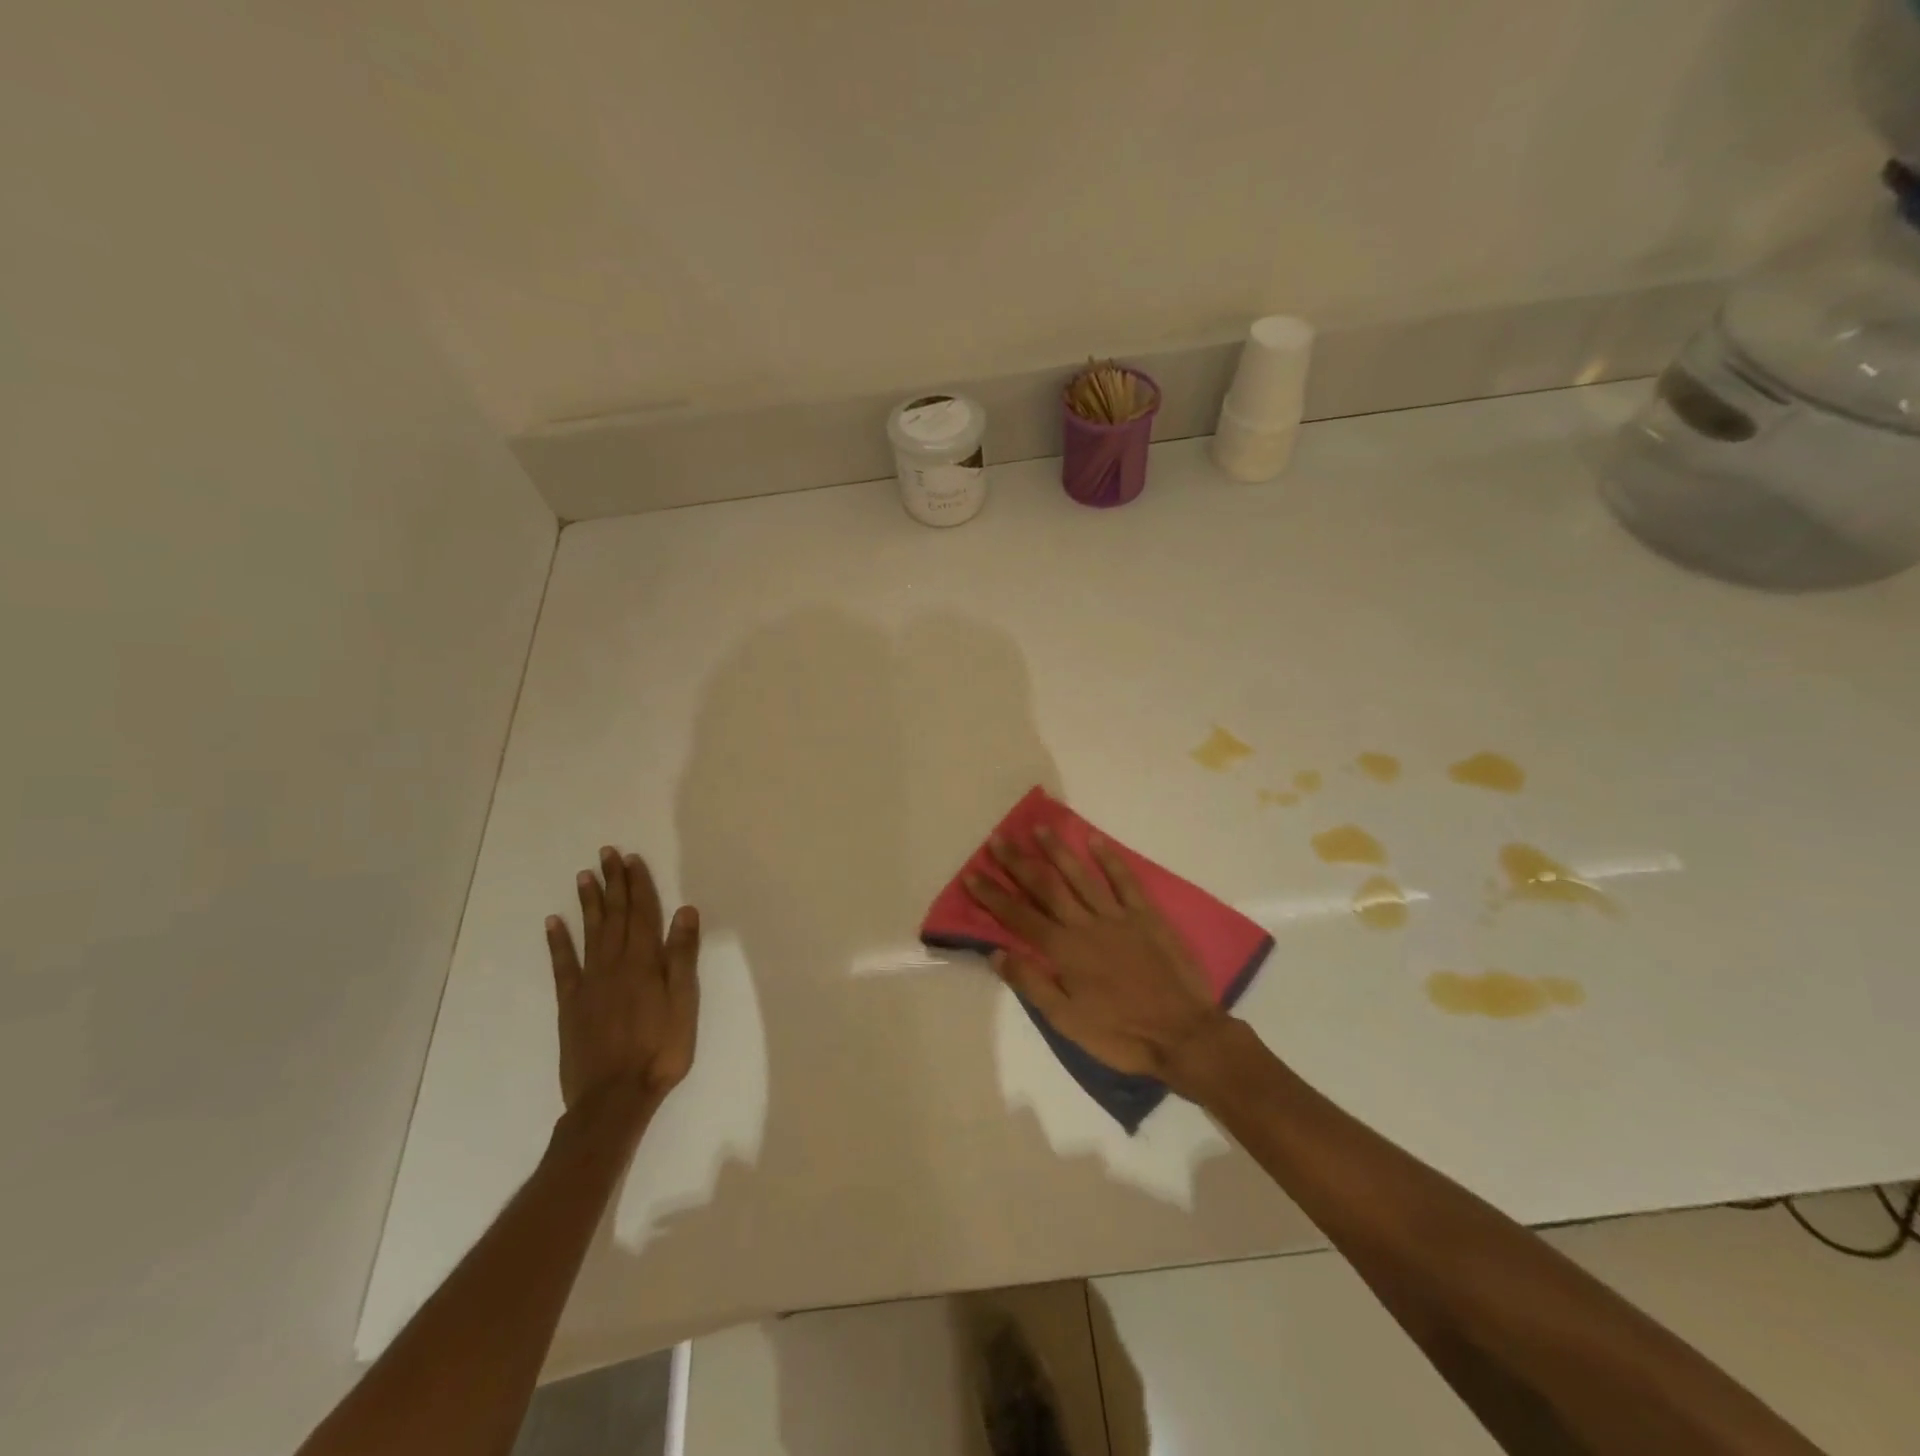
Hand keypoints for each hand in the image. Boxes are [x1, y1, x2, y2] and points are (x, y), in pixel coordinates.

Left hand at [545, 847, 700, 1110]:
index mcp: (644, 963)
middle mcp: (615, 964)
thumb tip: (684, 911)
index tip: (631, 858)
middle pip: (615, 916)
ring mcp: (589, 983)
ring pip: (589, 933)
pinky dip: (558, 942)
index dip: (638, 885)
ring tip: (584, 875)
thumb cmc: (660, 1050)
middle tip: (607, 854)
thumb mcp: (684, 1003)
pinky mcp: (571, 1004)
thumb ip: (681, 957)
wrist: (614, 1097)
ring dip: (588, 903)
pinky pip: (563, 965)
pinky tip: (553, 922)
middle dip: (613, 883)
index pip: (642, 914)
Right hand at [963, 828, 1226, 1080]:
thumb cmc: (1120, 1034)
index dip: (993, 896)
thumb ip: (1031, 982)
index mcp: (1063, 951)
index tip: (972, 874)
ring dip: (1058, 850)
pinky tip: (1095, 839)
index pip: (1019, 916)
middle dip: (1018, 863)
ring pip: (1081, 875)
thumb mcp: (1066, 1020)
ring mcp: (1117, 916)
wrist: (1183, 1034)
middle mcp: (1085, 924)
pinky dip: (1109, 859)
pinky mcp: (1146, 915)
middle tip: (997, 839)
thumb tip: (996, 952)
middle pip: (1045, 887)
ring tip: (1039, 828)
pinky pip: (1125, 880)